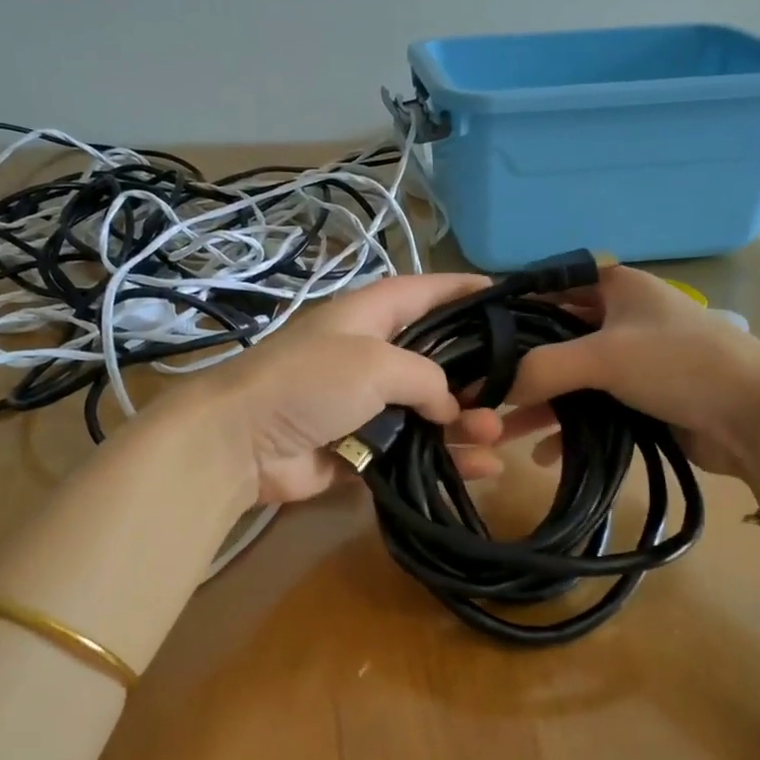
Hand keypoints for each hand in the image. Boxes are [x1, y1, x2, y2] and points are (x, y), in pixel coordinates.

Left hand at [184, 274, 508, 504]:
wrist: (241, 442)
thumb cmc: (309, 382)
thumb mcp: (374, 362)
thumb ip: (425, 377)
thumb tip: (448, 407)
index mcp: (369, 316)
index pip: (425, 292)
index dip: (464, 290)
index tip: (508, 295)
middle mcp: (369, 355)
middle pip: (434, 358)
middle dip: (476, 373)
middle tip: (519, 389)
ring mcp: (364, 405)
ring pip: (427, 411)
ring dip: (464, 424)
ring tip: (497, 436)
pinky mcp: (359, 448)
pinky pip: (410, 452)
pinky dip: (442, 459)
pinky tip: (481, 469)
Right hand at [480, 265, 759, 487]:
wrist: (758, 418)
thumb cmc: (680, 365)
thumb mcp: (603, 357)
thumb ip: (541, 368)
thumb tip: (489, 389)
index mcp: (615, 287)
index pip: (549, 288)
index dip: (511, 309)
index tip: (473, 337)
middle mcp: (620, 318)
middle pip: (554, 337)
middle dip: (518, 367)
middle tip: (478, 390)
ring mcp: (631, 360)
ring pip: (570, 378)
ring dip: (538, 404)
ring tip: (500, 432)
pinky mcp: (640, 399)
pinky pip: (591, 408)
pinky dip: (567, 428)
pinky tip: (543, 455)